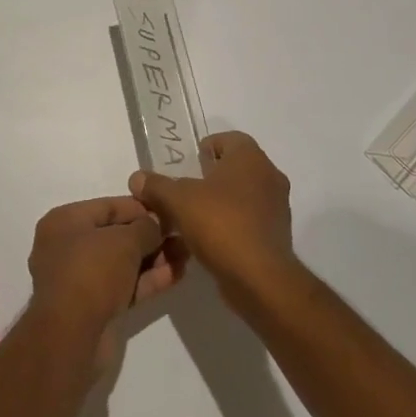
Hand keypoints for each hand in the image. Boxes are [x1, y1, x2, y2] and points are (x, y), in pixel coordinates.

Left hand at [27, 196, 182, 369]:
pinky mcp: (94, 307)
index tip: (169, 211)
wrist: (72, 336)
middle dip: (150, 236)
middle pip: (116, 235)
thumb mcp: (124, 240)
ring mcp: (81, 279)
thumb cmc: (92, 271)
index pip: (108, 206)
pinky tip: (177, 274)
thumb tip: (157, 223)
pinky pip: (124, 286)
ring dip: (154, 258)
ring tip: (186, 253)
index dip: (140, 207)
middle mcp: (68, 247)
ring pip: (123, 263)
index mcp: (65, 222)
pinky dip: (148, 280)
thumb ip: (146, 227)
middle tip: (182, 234)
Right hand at [129, 131, 294, 310]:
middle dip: (211, 176)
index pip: (229, 139)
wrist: (259, 277)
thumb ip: (156, 186)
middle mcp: (270, 176)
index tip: (188, 164)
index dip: (207, 147)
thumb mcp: (178, 200)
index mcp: (251, 158)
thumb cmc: (221, 224)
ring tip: (193, 217)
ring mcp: (277, 207)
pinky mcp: (277, 234)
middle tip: (185, 190)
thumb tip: (137, 178)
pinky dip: (232, 223)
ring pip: (244, 194)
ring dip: (221, 201)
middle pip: (236, 167)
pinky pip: (251, 218)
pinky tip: (210, 239)